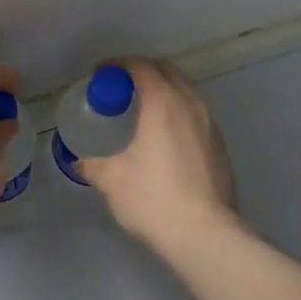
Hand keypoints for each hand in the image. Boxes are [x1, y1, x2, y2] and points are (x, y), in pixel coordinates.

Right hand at [76, 59, 241, 258]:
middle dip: (143, 72)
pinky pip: (196, 113)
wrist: (205, 234)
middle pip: (166, 71)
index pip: (140, 66)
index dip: (118, 65)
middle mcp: (190, 103)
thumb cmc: (154, 198)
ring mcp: (210, 123)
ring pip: (185, 91)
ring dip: (164, 90)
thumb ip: (93, 165)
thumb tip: (79, 163)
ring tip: (143, 110)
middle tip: (121, 88)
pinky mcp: (220, 145)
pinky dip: (178, 111)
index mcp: (163, 101)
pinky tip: (166, 136)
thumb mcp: (113, 180)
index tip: (100, 74)